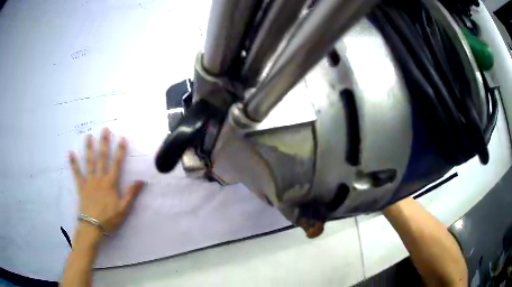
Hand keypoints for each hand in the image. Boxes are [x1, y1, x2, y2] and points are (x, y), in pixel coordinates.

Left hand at [69, 128, 145, 237]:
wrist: (93, 227)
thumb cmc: (109, 219)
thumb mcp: (123, 209)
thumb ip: (131, 194)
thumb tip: (141, 181)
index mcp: (110, 184)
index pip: (116, 164)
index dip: (120, 151)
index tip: (122, 138)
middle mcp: (99, 179)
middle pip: (102, 158)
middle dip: (104, 143)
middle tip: (104, 129)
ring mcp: (89, 181)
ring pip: (89, 162)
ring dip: (89, 148)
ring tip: (89, 136)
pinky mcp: (81, 186)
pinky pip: (77, 173)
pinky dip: (74, 163)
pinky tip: (71, 153)